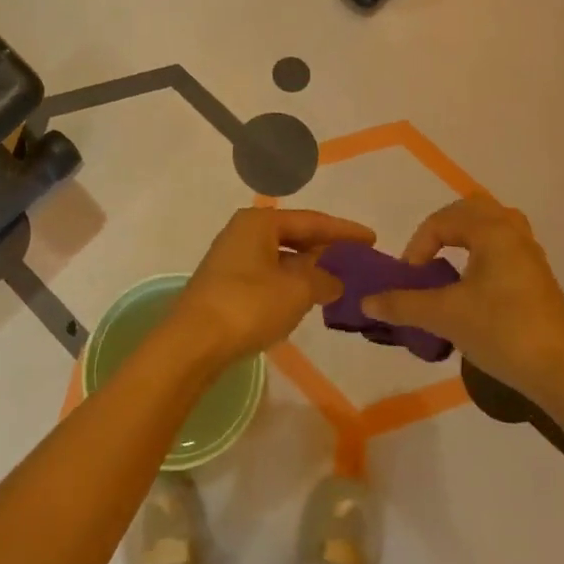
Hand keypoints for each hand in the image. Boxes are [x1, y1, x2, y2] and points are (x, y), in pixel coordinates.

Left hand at [168, 208, 375, 367]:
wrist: (193, 342)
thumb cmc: (248, 305)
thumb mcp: (296, 290)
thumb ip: (322, 280)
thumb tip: (334, 280)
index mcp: (260, 222)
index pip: (311, 221)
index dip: (343, 230)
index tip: (371, 238)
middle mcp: (243, 232)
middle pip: (294, 235)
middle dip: (324, 247)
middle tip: (356, 258)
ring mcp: (231, 258)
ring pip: (280, 257)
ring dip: (307, 268)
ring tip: (335, 279)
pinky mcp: (225, 284)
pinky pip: (268, 275)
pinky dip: (289, 283)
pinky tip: (304, 298)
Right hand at [362, 196, 563, 396]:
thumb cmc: (502, 331)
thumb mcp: (445, 316)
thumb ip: (403, 304)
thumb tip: (366, 301)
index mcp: (492, 230)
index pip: (442, 221)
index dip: (418, 246)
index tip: (409, 279)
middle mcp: (513, 232)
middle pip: (471, 210)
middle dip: (442, 229)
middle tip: (426, 258)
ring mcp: (530, 254)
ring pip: (492, 225)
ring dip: (465, 237)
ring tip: (449, 264)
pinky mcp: (539, 277)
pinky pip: (505, 246)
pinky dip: (483, 252)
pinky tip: (474, 285)